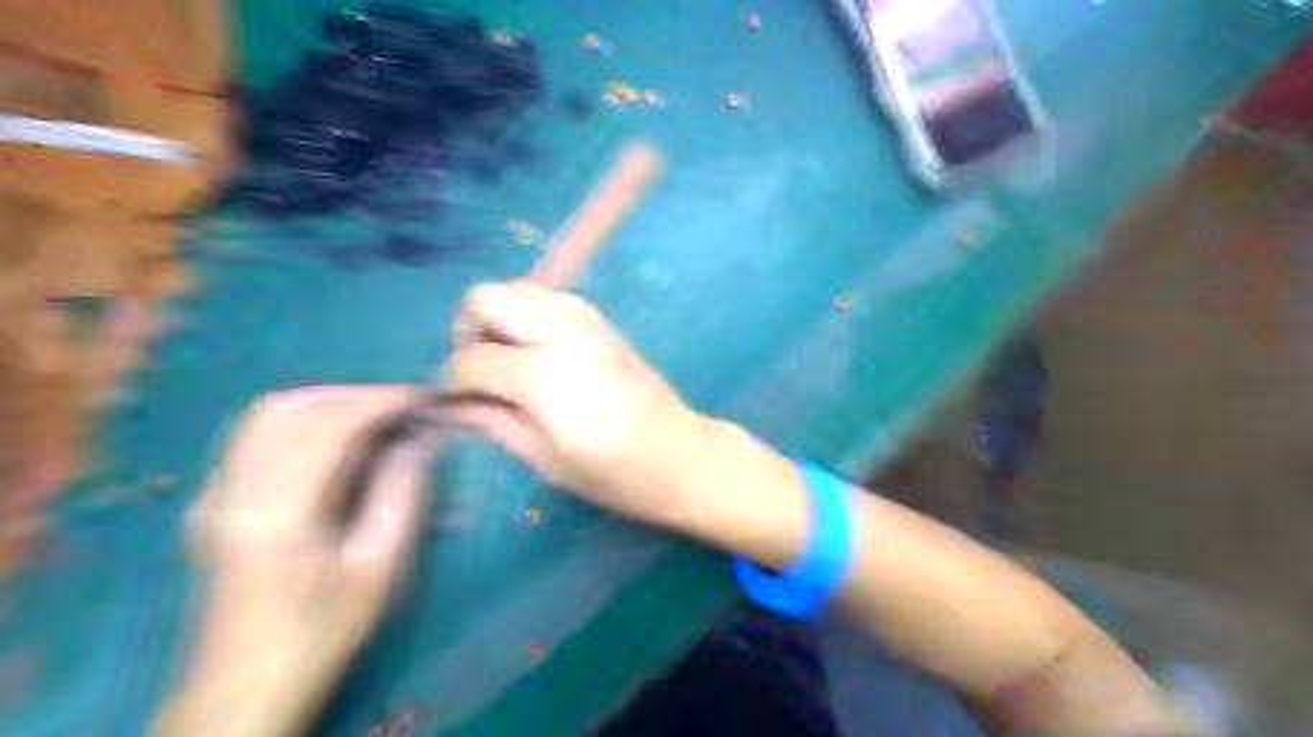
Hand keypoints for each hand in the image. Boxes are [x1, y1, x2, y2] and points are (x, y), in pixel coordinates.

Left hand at [159, 388, 426, 733]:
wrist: (245, 688)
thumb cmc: (323, 631)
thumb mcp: (379, 569)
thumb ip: (401, 495)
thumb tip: (421, 441)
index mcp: (280, 513)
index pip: (330, 428)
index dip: (379, 402)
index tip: (422, 398)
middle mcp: (236, 493)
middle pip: (289, 410)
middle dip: (351, 394)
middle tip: (399, 403)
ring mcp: (216, 496)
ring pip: (263, 417)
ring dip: (322, 401)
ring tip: (370, 412)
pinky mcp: (212, 504)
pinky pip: (251, 438)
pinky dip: (296, 419)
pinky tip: (328, 436)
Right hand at [447, 282, 717, 529]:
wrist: (680, 456)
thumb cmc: (613, 473)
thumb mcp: (544, 459)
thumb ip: (492, 422)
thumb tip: (447, 405)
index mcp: (540, 375)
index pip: (470, 360)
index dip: (450, 381)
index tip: (452, 401)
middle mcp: (560, 334)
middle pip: (487, 297)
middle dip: (466, 328)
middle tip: (475, 367)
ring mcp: (587, 323)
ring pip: (521, 288)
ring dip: (501, 314)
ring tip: (506, 355)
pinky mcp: (605, 324)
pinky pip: (555, 297)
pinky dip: (534, 311)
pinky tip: (539, 346)